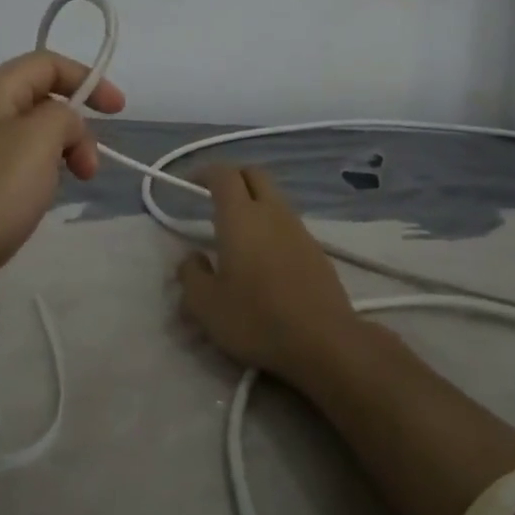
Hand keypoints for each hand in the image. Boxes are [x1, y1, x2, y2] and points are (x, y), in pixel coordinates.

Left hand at [0, 51, 124, 344]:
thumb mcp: (36, 144)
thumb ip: (63, 118)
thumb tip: (62, 125)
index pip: (47, 64)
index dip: (88, 80)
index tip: (119, 114)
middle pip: (37, 101)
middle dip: (74, 128)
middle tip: (88, 171)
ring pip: (23, 138)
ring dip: (54, 157)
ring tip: (56, 193)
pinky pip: (5, 169)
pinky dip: (31, 180)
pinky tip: (27, 210)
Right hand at [176, 165, 360, 382]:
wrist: (325, 342)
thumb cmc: (256, 319)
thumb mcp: (206, 305)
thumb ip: (191, 275)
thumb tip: (192, 258)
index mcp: (240, 217)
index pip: (223, 174)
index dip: (204, 172)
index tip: (190, 183)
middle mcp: (272, 212)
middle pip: (254, 174)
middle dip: (233, 177)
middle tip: (214, 198)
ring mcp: (299, 229)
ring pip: (274, 198)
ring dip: (254, 202)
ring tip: (238, 233)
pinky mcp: (317, 250)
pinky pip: (288, 224)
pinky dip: (272, 226)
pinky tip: (265, 258)